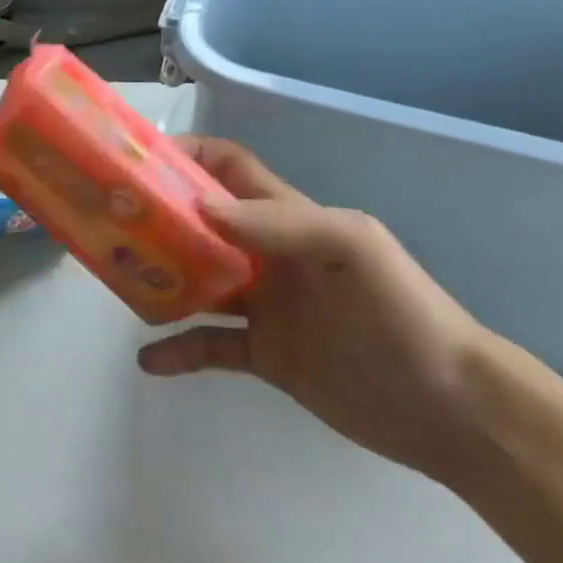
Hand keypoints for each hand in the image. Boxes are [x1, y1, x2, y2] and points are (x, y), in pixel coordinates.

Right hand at [137, 138, 502, 483]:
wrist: (451, 409)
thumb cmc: (401, 311)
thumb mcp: (349, 248)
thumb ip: (279, 224)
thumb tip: (201, 207)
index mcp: (287, 217)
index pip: (228, 167)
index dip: (188, 154)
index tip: (140, 161)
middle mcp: (268, 253)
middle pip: (201, 221)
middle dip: (159, 215)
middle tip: (111, 221)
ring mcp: (265, 305)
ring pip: (198, 281)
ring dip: (160, 278)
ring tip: (117, 280)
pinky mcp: (267, 356)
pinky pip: (211, 347)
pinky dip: (179, 350)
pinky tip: (148, 359)